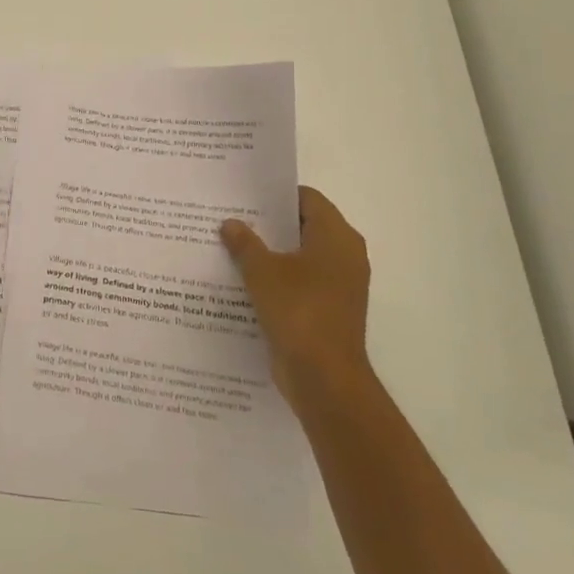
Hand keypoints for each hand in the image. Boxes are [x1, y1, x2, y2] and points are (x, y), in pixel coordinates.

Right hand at [221, 186, 371, 406]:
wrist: (324, 378)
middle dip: (268, 223)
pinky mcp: (327, 309)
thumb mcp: (262, 271)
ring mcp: (338, 285)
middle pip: (303, 226)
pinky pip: (299, 282)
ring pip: (299, 256)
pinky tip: (243, 279)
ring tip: (230, 244)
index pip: (307, 199)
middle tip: (231, 216)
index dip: (276, 194)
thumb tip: (230, 224)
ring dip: (270, 252)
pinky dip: (276, 278)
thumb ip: (245, 243)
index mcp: (336, 237)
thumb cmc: (298, 311)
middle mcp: (344, 255)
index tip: (244, 194)